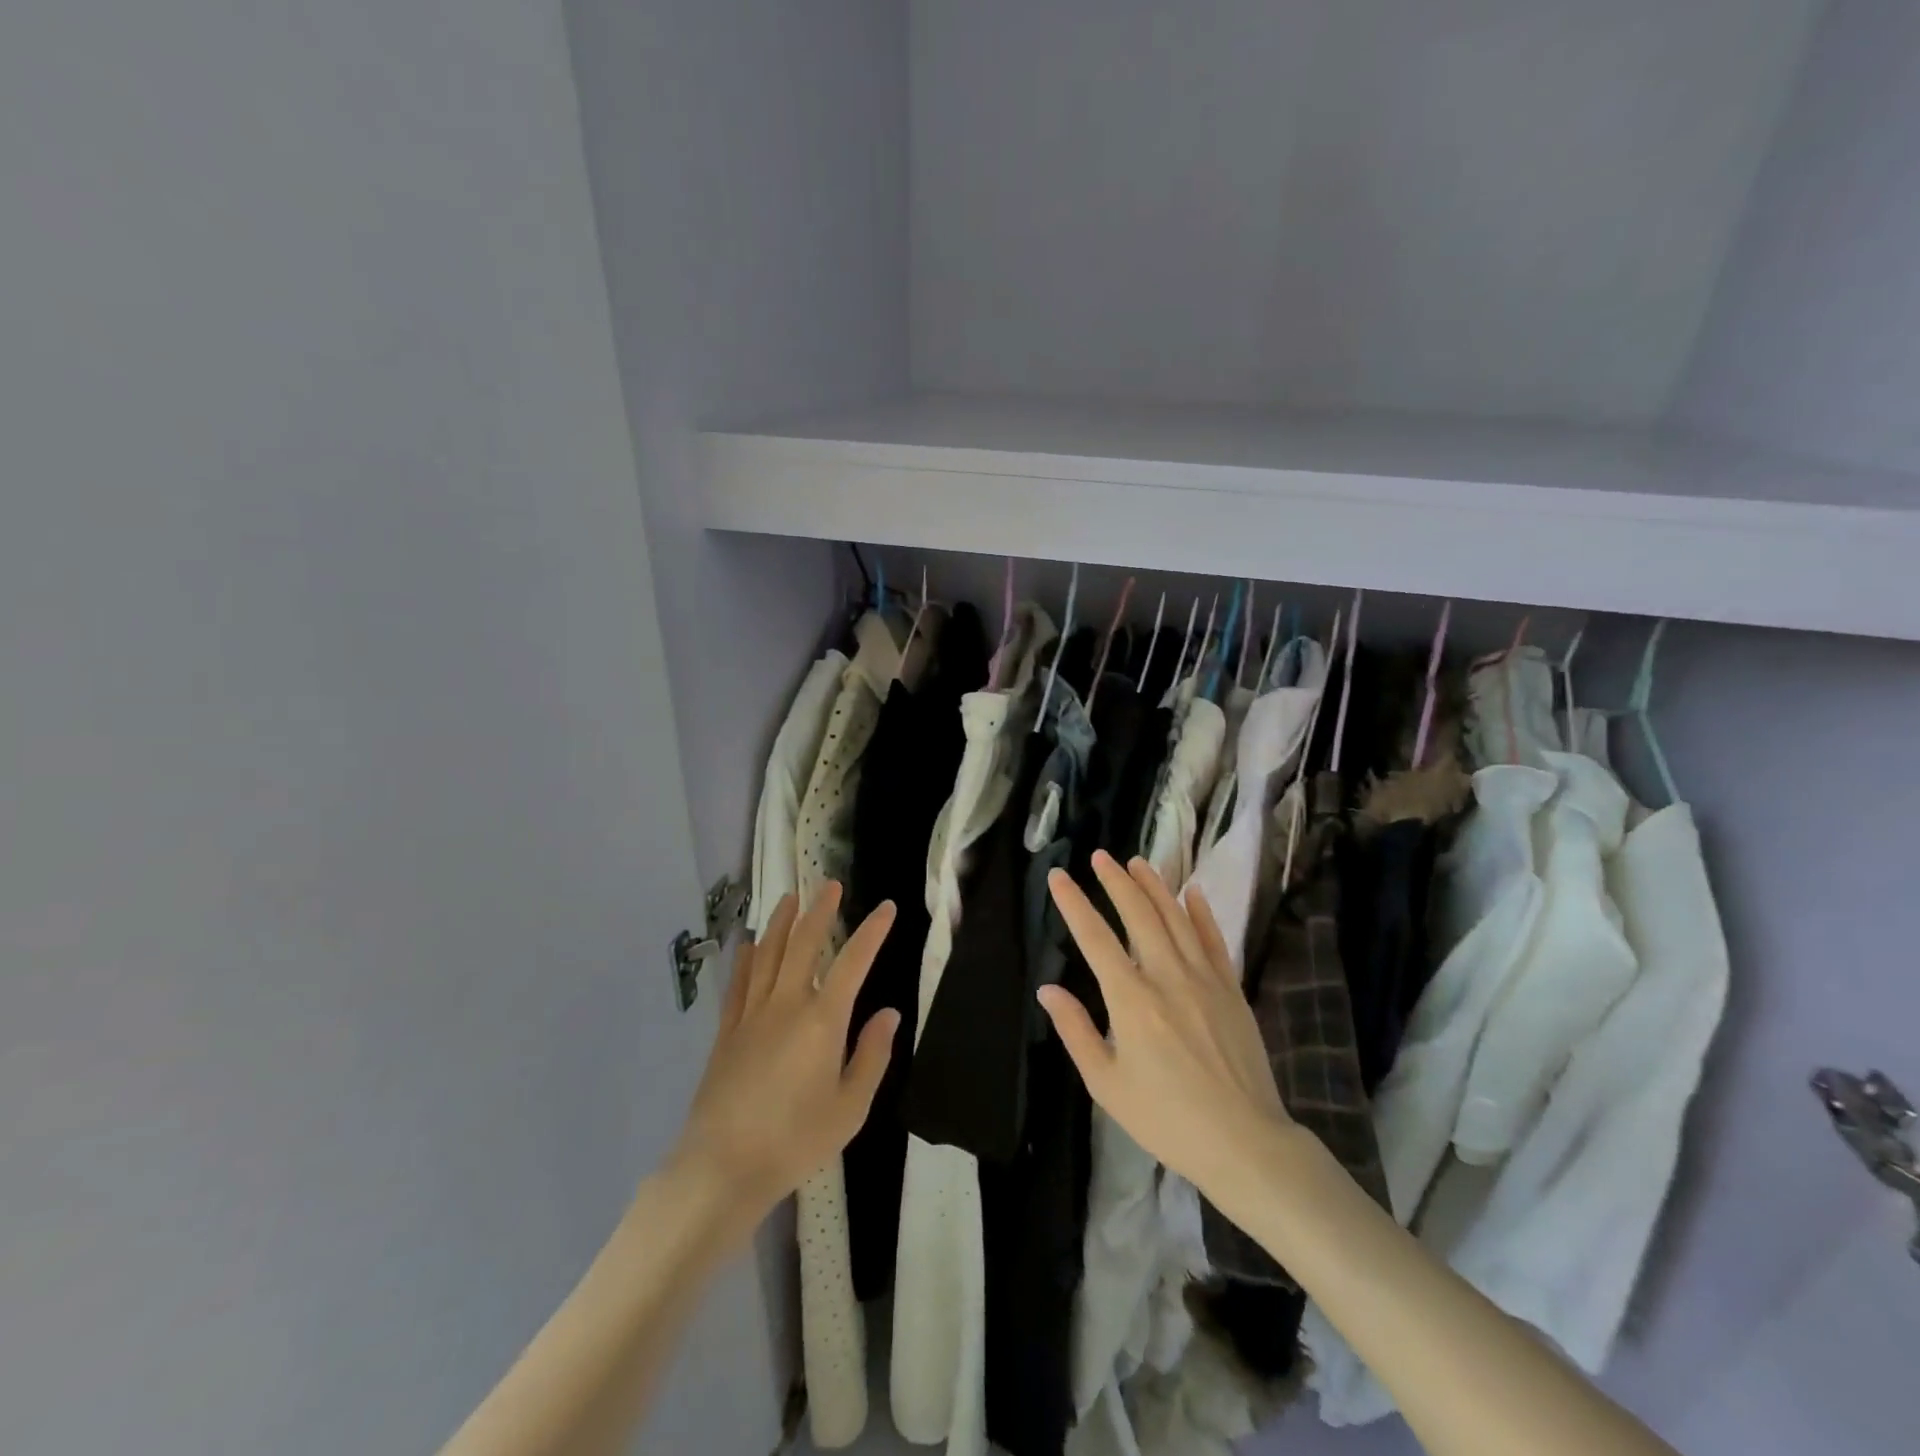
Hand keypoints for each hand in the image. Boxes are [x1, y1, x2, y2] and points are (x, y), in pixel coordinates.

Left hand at [670, 884, 898, 1235]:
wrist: (723, 1167)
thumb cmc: (796, 1140)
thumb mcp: (851, 1106)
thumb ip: (872, 1055)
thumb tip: (889, 1012)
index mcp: (823, 1020)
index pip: (853, 962)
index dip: (872, 932)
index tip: (886, 907)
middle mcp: (787, 1004)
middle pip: (803, 944)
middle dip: (819, 911)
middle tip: (830, 885)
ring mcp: (752, 1015)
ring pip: (767, 955)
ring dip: (781, 922)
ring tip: (790, 897)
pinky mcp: (727, 1032)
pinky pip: (738, 983)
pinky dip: (745, 958)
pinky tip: (747, 944)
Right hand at [1039, 853, 1287, 1195]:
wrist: (1245, 1142)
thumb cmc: (1166, 1118)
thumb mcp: (1107, 1085)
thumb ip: (1076, 1031)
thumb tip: (1047, 989)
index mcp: (1131, 999)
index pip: (1095, 937)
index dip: (1073, 903)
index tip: (1058, 876)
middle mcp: (1167, 976)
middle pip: (1138, 914)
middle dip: (1116, 881)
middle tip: (1100, 856)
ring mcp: (1204, 979)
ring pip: (1176, 918)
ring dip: (1155, 886)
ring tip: (1138, 861)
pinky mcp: (1231, 989)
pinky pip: (1214, 940)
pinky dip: (1201, 913)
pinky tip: (1192, 892)